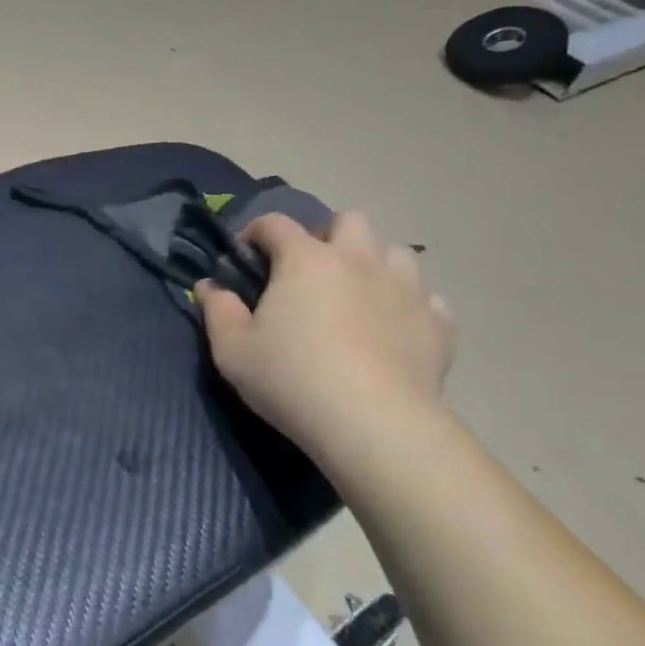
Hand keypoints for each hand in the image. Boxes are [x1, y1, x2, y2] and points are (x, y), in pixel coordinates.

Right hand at [199, 212, 454, 471]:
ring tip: (358, 294)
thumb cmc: (292, 379)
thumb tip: (208, 285)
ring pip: (395, 252)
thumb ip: (217, 311)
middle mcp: (358, 260)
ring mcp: (405, 289)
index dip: (256, 232)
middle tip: (311, 271)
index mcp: (306, 259)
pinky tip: (396, 328)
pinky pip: (428, 300)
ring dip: (375, 264)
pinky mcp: (437, 324)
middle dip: (328, 235)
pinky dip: (410, 306)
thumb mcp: (233, 350)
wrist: (374, 424)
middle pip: (349, 221)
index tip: (246, 254)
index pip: (276, 224)